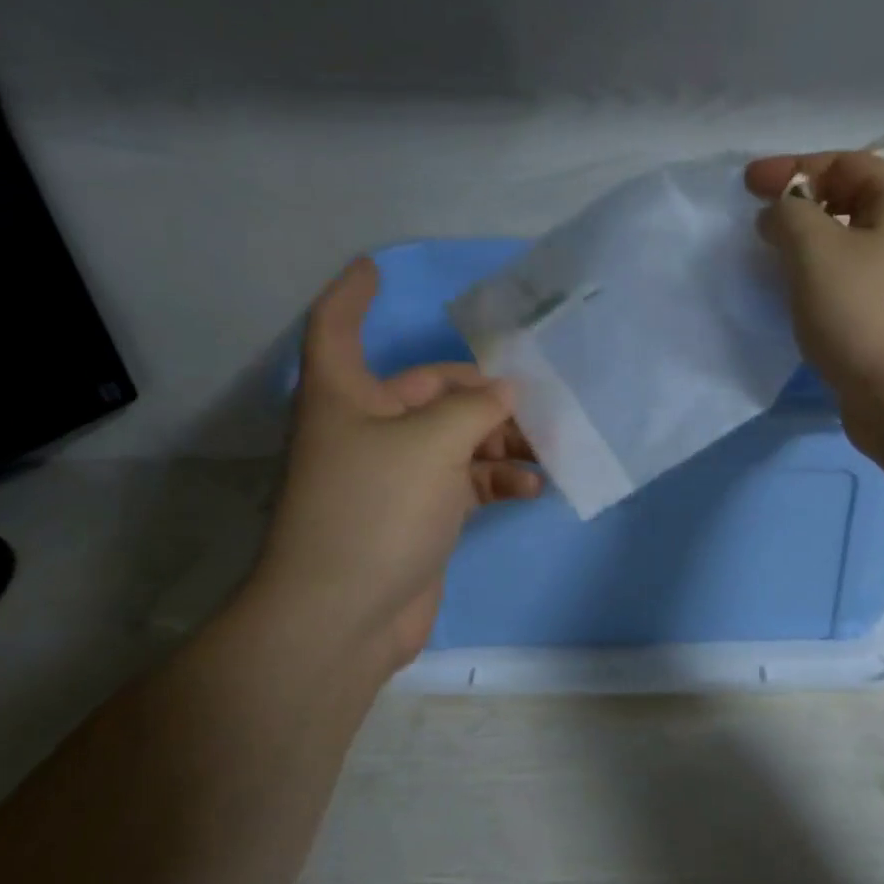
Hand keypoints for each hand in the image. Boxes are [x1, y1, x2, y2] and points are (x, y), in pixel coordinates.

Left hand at [251, 257, 540, 669]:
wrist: (346, 616)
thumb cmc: (375, 509)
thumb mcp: (432, 443)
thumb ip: (476, 408)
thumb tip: (506, 394)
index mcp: (345, 396)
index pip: (336, 327)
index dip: (352, 295)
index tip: (375, 267)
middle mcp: (366, 428)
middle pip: (428, 389)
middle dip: (482, 393)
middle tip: (535, 401)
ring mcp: (394, 475)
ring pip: (455, 438)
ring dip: (500, 440)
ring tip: (546, 447)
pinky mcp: (419, 514)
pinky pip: (464, 481)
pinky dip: (496, 479)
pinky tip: (532, 486)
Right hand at [745, 151, 883, 444]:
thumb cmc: (865, 315)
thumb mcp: (815, 251)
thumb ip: (790, 215)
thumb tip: (781, 214)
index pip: (844, 163)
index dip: (791, 168)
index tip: (747, 186)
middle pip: (851, 199)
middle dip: (800, 206)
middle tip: (758, 223)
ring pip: (852, 244)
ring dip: (810, 246)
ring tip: (772, 259)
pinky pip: (855, 281)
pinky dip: (823, 279)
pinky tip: (800, 297)